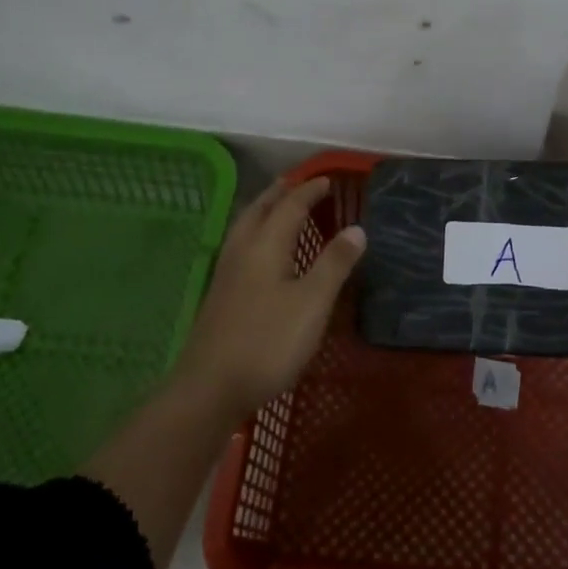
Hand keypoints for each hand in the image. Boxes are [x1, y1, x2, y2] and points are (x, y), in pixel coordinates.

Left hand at [174, 177, 365, 418]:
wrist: (210, 388)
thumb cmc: (268, 342)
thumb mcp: (312, 302)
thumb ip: (335, 263)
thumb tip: (357, 228)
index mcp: (265, 246)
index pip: (289, 207)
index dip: (309, 192)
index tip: (327, 180)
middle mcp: (242, 252)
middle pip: (259, 211)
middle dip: (279, 194)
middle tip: (296, 183)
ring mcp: (226, 274)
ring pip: (244, 228)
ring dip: (263, 210)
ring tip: (276, 207)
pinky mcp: (220, 296)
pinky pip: (240, 246)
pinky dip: (255, 233)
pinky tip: (259, 252)